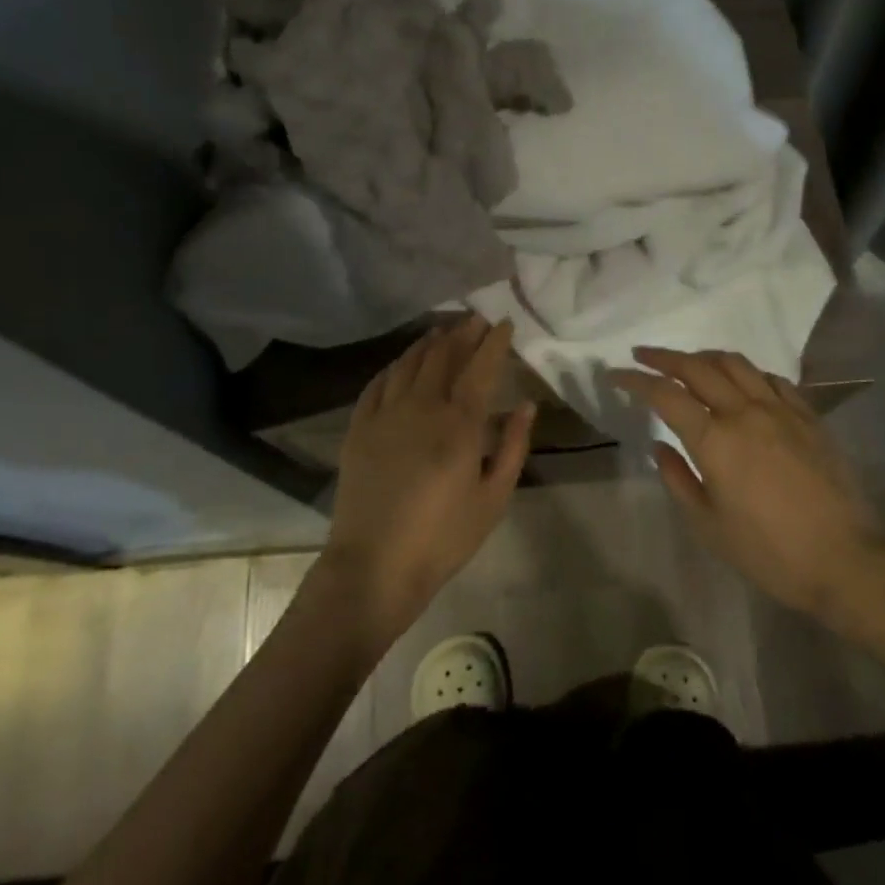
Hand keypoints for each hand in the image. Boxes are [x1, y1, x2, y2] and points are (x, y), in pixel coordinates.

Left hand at [323, 317, 533, 643]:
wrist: (374, 566)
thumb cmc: (443, 537)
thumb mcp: (494, 498)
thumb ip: (513, 446)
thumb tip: (527, 405)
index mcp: (459, 424)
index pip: (480, 367)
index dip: (493, 341)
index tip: (503, 322)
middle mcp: (421, 407)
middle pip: (442, 356)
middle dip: (462, 333)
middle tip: (474, 319)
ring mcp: (384, 415)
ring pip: (408, 363)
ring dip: (428, 342)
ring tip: (442, 331)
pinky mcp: (358, 429)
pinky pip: (377, 383)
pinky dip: (394, 366)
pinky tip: (401, 363)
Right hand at [611, 347, 884, 620]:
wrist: (844, 559)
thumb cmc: (768, 551)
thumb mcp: (708, 525)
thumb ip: (679, 479)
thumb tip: (661, 446)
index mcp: (715, 440)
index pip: (665, 395)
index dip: (635, 380)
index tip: (615, 374)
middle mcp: (745, 412)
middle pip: (698, 368)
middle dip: (665, 357)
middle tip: (643, 355)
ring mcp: (781, 410)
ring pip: (737, 364)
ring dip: (705, 357)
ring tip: (688, 363)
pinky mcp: (809, 417)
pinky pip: (772, 379)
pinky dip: (747, 372)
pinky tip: (742, 382)